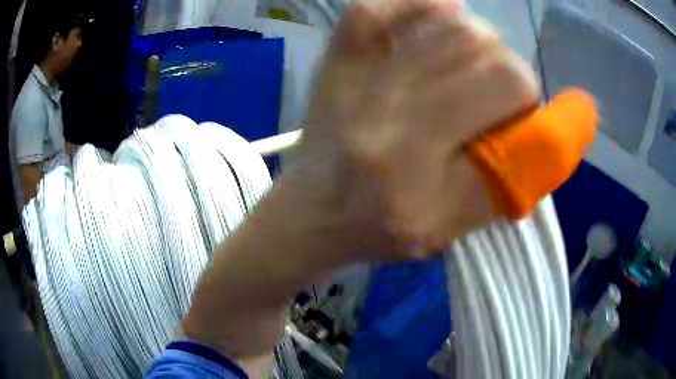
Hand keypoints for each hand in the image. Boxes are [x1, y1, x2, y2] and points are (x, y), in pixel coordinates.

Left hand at [299, 0, 539, 259]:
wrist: (309, 213)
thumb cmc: (377, 229)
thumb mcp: (447, 229)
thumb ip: (501, 182)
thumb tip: (539, 130)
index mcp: (417, 155)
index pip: (506, 86)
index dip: (527, 96)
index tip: (521, 115)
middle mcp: (388, 102)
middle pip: (481, 48)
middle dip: (507, 69)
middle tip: (499, 94)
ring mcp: (357, 73)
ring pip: (444, 24)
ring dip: (478, 40)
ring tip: (475, 65)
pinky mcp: (338, 61)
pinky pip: (377, 9)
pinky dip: (419, 4)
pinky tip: (442, 17)